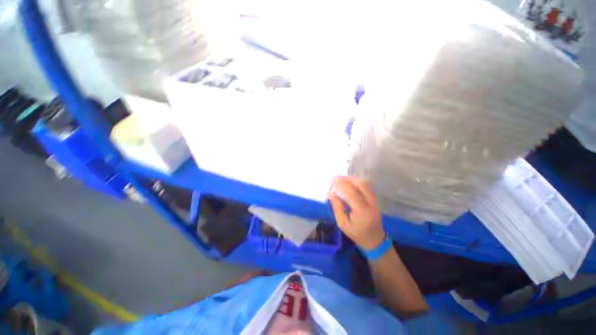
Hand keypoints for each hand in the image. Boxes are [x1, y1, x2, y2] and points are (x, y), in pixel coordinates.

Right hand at [328, 177, 384, 250]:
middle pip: (362, 185)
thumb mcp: (343, 224)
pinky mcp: (375, 200)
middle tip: (337, 178)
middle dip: (348, 179)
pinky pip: (366, 187)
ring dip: (353, 180)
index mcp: (362, 212)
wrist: (375, 240)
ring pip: (365, 185)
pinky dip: (357, 183)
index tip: (334, 180)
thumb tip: (331, 193)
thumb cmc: (357, 234)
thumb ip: (337, 208)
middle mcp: (371, 204)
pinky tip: (349, 183)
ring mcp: (375, 201)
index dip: (343, 184)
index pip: (353, 193)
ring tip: (342, 179)